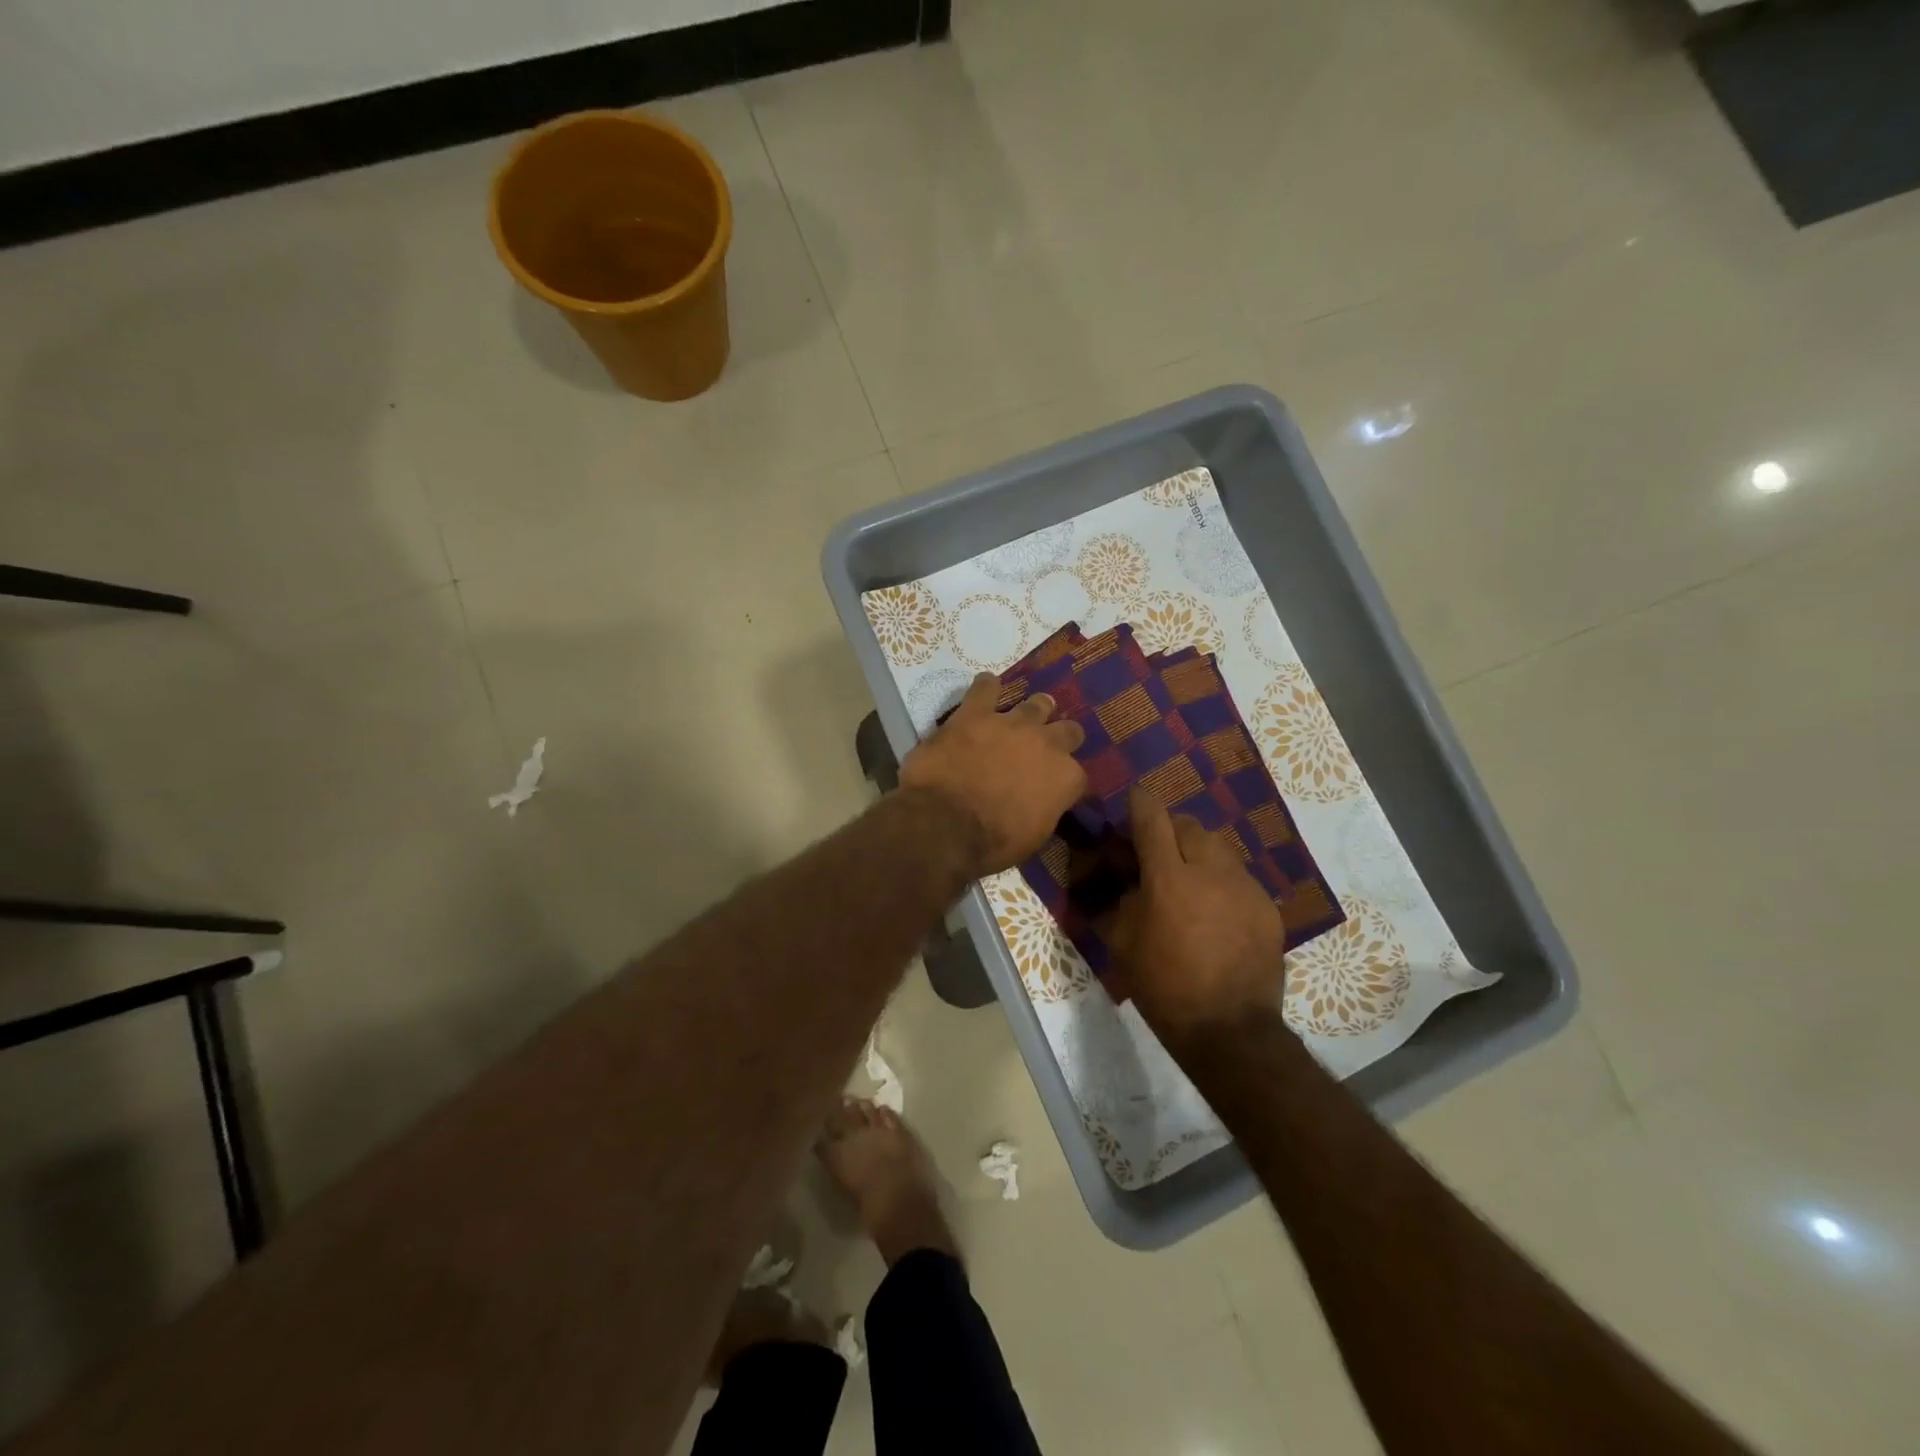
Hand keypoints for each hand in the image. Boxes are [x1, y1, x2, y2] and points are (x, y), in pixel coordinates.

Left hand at [899, 672, 1087, 876]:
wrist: (946, 823)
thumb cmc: (992, 842)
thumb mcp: (1032, 838)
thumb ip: (1045, 810)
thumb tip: (1042, 804)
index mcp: (1065, 778)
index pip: (1078, 776)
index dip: (1067, 783)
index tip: (1058, 789)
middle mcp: (1047, 744)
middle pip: (1067, 731)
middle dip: (1061, 737)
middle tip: (1048, 744)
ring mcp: (1011, 723)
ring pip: (1036, 704)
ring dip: (1035, 709)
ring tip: (1029, 712)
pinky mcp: (975, 713)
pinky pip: (985, 688)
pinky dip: (987, 687)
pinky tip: (986, 686)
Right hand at [1110, 787, 1285, 1037]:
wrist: (1230, 1029)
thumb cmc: (1165, 988)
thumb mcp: (1124, 945)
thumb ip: (1124, 901)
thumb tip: (1131, 881)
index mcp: (1168, 878)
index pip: (1152, 818)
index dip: (1140, 803)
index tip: (1135, 800)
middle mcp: (1209, 871)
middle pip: (1189, 825)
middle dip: (1170, 829)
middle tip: (1159, 850)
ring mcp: (1244, 886)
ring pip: (1218, 847)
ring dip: (1198, 852)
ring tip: (1190, 878)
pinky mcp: (1267, 906)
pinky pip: (1239, 877)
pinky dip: (1222, 881)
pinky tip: (1216, 910)